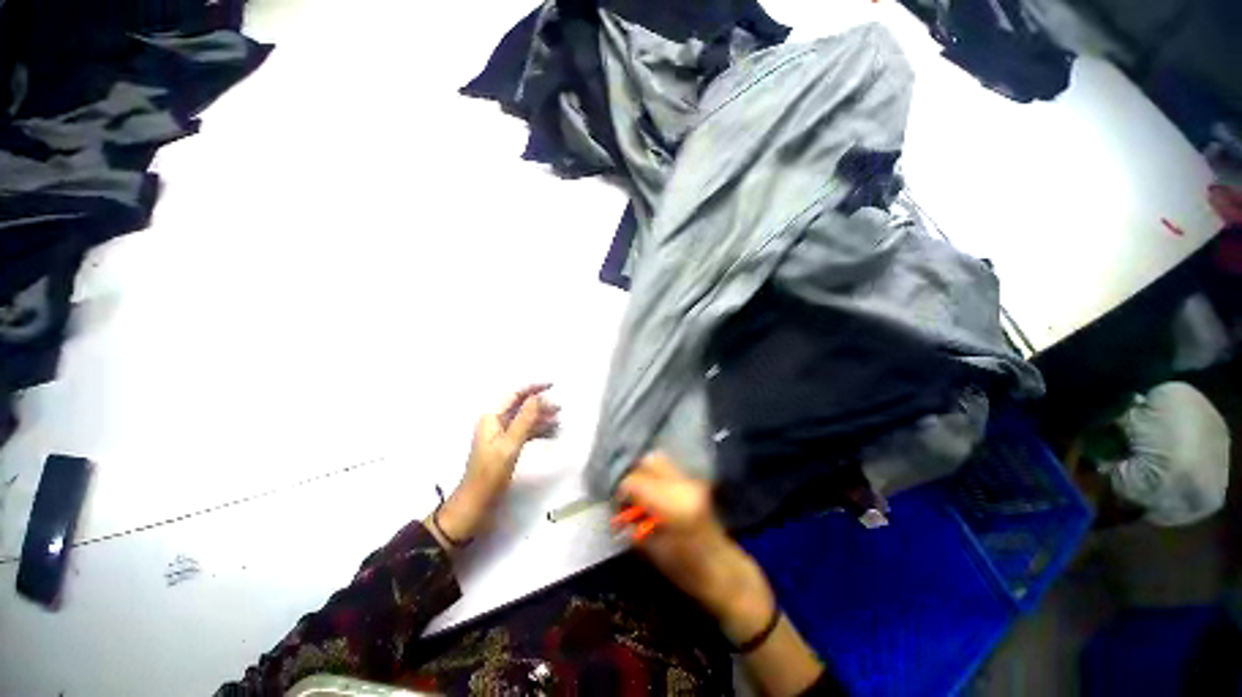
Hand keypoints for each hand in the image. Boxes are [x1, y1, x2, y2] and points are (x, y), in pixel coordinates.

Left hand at [433, 384, 559, 545]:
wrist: (476, 502)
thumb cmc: (491, 472)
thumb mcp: (510, 444)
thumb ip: (524, 419)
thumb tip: (537, 397)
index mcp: (492, 417)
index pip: (515, 394)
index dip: (533, 388)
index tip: (552, 385)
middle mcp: (496, 422)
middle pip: (521, 406)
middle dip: (540, 405)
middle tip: (559, 408)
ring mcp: (502, 435)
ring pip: (525, 420)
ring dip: (541, 418)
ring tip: (559, 419)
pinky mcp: (507, 447)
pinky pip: (525, 432)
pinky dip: (538, 431)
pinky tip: (551, 432)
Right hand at [615, 453, 775, 643]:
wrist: (724, 571)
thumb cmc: (689, 571)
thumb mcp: (654, 553)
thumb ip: (633, 528)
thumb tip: (616, 515)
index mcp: (674, 504)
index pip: (636, 481)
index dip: (621, 491)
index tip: (616, 505)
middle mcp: (684, 485)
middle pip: (649, 462)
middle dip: (633, 476)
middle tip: (627, 497)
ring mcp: (692, 481)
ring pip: (659, 461)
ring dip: (644, 475)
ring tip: (639, 496)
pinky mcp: (694, 482)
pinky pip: (668, 470)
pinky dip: (655, 478)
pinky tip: (652, 496)